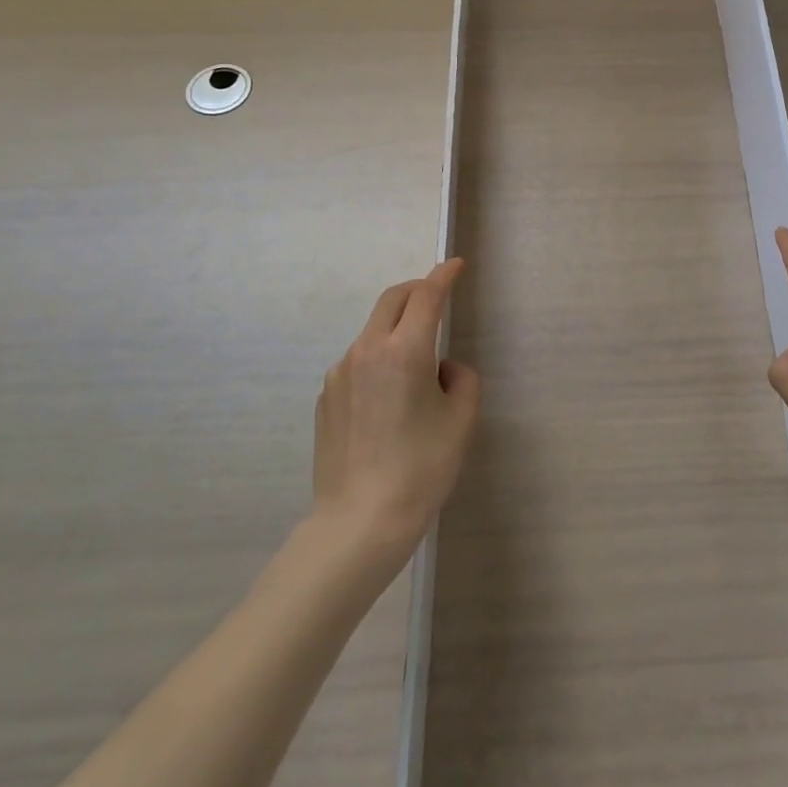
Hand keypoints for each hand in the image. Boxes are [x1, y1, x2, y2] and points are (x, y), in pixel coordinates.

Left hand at [312, 259, 478, 557]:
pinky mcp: (326, 397)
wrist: (359, 522)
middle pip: (392, 299)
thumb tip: (442, 369)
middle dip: (417, 290)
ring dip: (397, 329)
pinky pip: (358, 362)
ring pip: (373, 331)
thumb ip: (461, 380)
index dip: (443, 275)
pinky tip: (389, 399)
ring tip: (417, 368)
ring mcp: (340, 373)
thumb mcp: (461, 420)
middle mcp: (367, 351)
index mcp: (404, 351)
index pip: (426, 296)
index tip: (455, 264)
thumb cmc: (421, 468)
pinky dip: (378, 360)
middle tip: (437, 297)